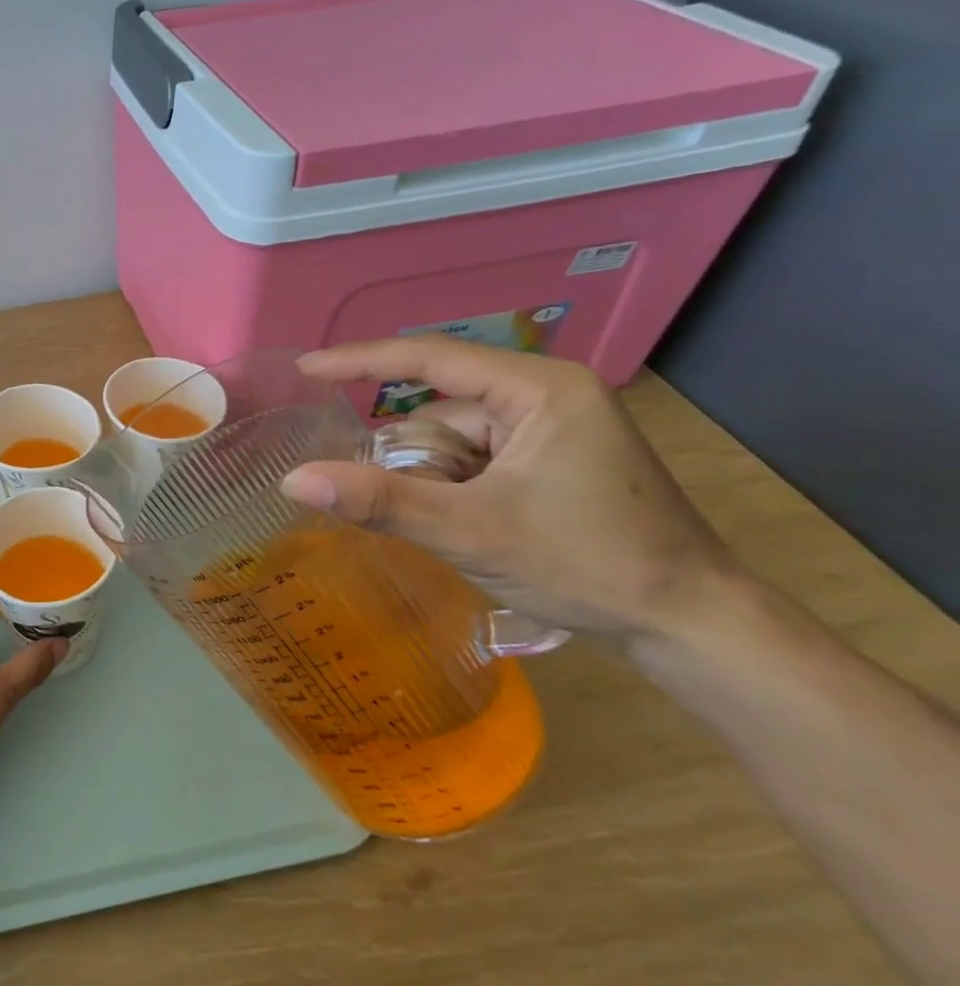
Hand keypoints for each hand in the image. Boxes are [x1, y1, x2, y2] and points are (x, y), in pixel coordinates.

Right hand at [283, 336, 741, 638]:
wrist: (692, 626)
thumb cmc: (589, 566)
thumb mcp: (471, 532)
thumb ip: (379, 501)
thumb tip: (294, 480)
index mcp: (539, 390)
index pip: (430, 358)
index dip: (359, 360)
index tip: (304, 369)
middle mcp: (545, 395)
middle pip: (439, 414)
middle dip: (421, 466)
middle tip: (439, 517)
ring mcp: (552, 428)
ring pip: (453, 444)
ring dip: (440, 486)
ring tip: (470, 534)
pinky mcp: (552, 459)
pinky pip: (474, 461)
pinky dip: (457, 493)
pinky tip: (479, 530)